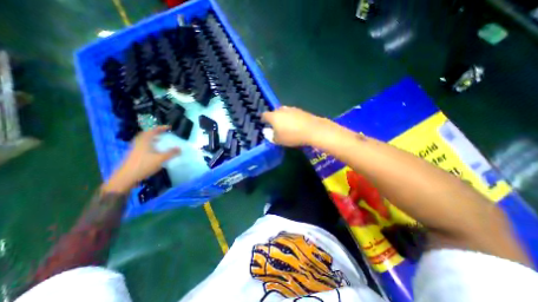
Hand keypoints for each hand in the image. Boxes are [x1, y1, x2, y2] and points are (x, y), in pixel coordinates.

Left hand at [102, 126, 180, 193]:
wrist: (127, 177)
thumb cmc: (144, 165)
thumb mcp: (161, 159)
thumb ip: (171, 153)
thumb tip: (180, 148)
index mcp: (145, 141)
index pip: (153, 130)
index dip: (161, 128)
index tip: (169, 127)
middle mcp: (139, 142)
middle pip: (146, 134)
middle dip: (155, 132)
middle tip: (163, 133)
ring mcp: (135, 148)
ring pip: (144, 140)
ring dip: (152, 138)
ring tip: (160, 140)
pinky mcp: (134, 154)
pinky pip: (143, 145)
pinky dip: (150, 144)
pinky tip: (155, 150)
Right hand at [261, 106, 327, 146]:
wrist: (312, 130)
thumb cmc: (292, 136)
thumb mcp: (278, 140)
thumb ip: (270, 136)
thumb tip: (266, 131)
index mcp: (273, 116)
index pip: (264, 115)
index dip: (263, 119)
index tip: (264, 124)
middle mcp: (281, 110)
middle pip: (274, 112)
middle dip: (274, 118)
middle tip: (275, 126)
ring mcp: (291, 109)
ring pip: (283, 112)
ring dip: (283, 117)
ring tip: (286, 125)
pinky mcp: (300, 110)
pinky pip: (292, 113)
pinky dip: (291, 118)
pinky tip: (295, 124)